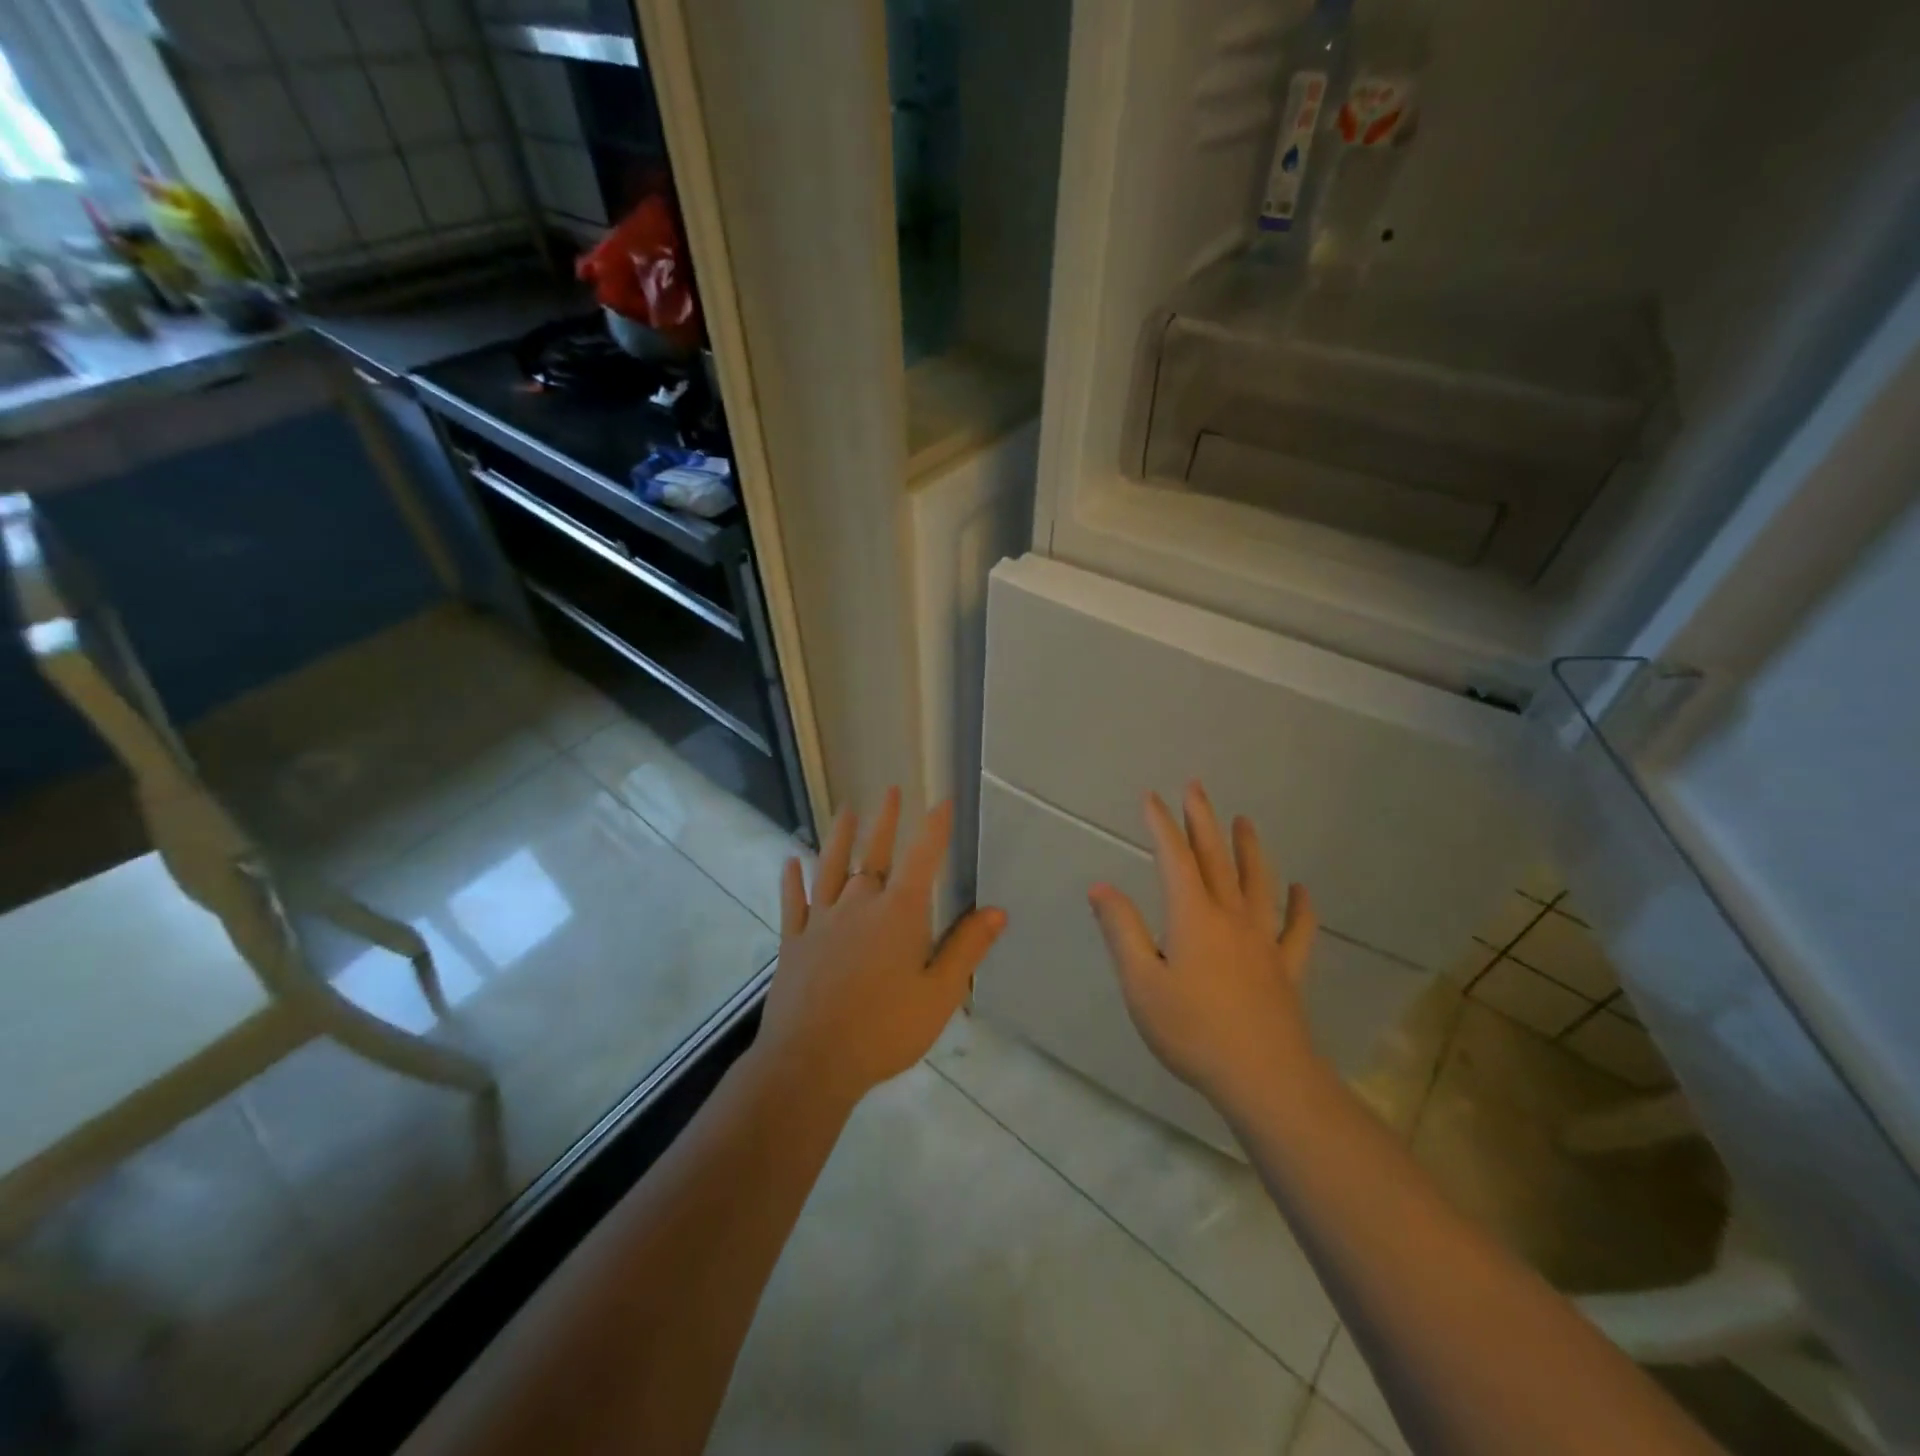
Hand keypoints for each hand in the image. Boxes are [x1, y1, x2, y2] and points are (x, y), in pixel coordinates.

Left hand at [755, 788, 1007, 1108]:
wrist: (811, 1062)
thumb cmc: (884, 1030)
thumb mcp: (939, 994)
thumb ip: (966, 948)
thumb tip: (997, 910)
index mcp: (898, 915)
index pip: (922, 859)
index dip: (934, 828)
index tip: (941, 800)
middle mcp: (858, 905)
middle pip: (874, 854)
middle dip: (886, 821)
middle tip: (891, 790)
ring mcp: (822, 921)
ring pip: (831, 867)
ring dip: (840, 837)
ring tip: (846, 810)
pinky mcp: (794, 941)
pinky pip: (794, 902)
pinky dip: (792, 881)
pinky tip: (789, 862)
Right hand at [1088, 781, 1320, 1112]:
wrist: (1265, 1079)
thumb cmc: (1192, 1030)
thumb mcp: (1141, 983)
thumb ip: (1121, 931)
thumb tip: (1100, 886)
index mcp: (1192, 917)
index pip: (1174, 859)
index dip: (1161, 825)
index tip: (1151, 797)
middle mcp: (1230, 917)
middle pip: (1216, 859)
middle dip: (1203, 820)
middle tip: (1196, 787)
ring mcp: (1263, 941)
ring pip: (1257, 883)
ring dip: (1249, 849)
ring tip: (1244, 821)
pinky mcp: (1286, 969)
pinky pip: (1297, 929)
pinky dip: (1300, 907)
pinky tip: (1301, 890)